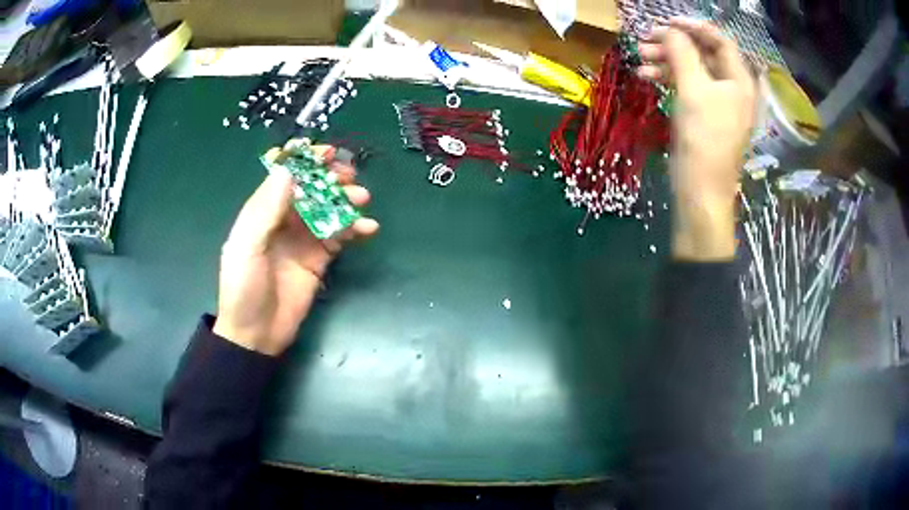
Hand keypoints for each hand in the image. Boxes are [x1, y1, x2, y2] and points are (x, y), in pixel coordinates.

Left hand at [213, 144, 379, 355]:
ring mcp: (303, 239)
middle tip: (350, 177)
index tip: (327, 153)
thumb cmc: (244, 288)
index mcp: (262, 212)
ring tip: (363, 200)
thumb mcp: (247, 247)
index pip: (285, 177)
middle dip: (330, 179)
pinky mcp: (319, 259)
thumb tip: (287, 170)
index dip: (305, 161)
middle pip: (311, 190)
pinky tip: (368, 228)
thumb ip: (266, 210)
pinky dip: (355, 229)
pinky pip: (340, 237)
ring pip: (328, 210)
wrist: (256, 334)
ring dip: (346, 201)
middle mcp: (284, 220)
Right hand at [638, 18, 755, 260]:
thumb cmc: (704, 138)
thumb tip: (670, 30)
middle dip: (675, 44)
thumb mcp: (693, 89)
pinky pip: (686, 85)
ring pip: (691, 68)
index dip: (694, 26)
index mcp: (739, 80)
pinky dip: (667, 77)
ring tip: (640, 58)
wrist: (700, 188)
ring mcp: (716, 100)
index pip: (719, 40)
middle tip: (646, 39)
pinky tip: (646, 75)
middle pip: (703, 52)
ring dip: (666, 59)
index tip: (666, 21)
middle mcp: (731, 87)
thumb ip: (682, 53)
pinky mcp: (702, 112)